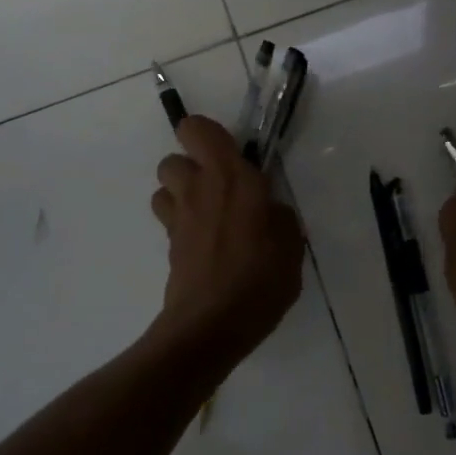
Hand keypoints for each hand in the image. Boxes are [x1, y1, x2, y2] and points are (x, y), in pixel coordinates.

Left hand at [150, 116, 303, 365]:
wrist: (212, 324)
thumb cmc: (260, 279)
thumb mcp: (291, 245)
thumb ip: (279, 218)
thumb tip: (267, 211)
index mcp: (231, 178)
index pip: (197, 129)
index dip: (207, 136)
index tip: (230, 155)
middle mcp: (198, 189)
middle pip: (172, 159)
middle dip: (191, 168)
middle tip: (220, 190)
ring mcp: (178, 218)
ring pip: (164, 188)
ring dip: (181, 195)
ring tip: (209, 216)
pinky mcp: (169, 246)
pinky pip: (170, 221)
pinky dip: (184, 225)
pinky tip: (207, 247)